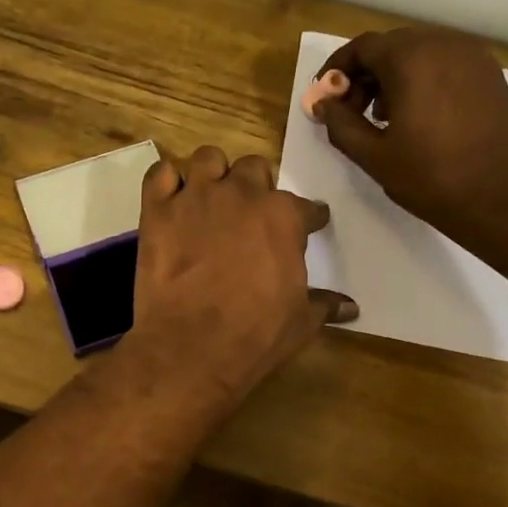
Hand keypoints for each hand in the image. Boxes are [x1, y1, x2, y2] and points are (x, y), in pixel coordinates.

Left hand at [126, 147, 356, 407]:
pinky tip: (171, 198)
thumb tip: (350, 308)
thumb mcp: (300, 322)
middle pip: (254, 169)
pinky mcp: (157, 210)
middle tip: (250, 213)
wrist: (191, 347)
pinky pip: (160, 174)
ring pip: (207, 159)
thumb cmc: (255, 334)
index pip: (306, 207)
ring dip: (212, 174)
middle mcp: (240, 194)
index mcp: (282, 216)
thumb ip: (324, 304)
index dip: (308, 218)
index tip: (308, 225)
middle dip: (256, 187)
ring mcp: (195, 197)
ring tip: (210, 197)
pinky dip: (166, 182)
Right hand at [313, 27, 507, 251]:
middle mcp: (443, 44)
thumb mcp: (373, 155)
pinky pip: (444, 64)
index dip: (337, 70)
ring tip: (384, 118)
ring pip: (419, 54)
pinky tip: (418, 116)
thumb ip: (341, 124)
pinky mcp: (490, 74)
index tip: (325, 97)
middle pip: (391, 47)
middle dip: (365, 75)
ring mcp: (472, 56)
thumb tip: (323, 104)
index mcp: (411, 58)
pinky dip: (422, 80)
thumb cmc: (431, 176)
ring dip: (393, 77)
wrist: (503, 197)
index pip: (362, 48)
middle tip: (352, 112)